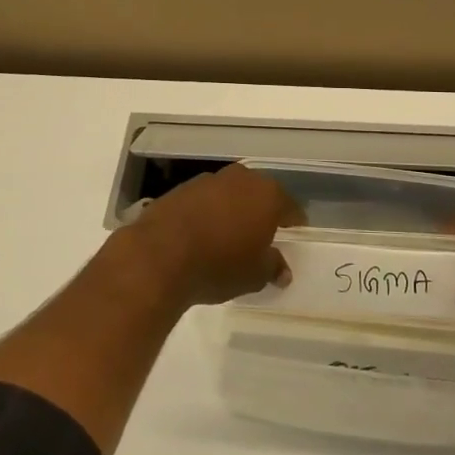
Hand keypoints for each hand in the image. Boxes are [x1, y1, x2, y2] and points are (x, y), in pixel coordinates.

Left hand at [125, 165, 301, 307]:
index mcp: (267, 195)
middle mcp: (241, 179)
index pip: (289, 206)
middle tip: (263, 232)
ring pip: (230, 192)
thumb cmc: (219, 264)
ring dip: (233, 208)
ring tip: (230, 233)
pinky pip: (205, 199)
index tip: (295, 232)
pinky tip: (203, 231)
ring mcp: (209, 180)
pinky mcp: (181, 188)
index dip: (294, 220)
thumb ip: (273, 267)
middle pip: (259, 193)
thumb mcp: (254, 275)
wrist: (160, 254)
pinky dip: (208, 211)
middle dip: (262, 210)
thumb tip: (283, 271)